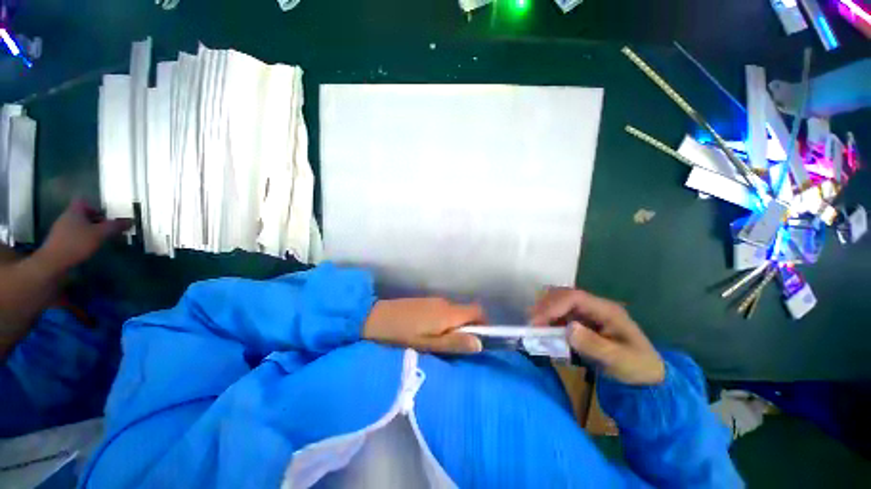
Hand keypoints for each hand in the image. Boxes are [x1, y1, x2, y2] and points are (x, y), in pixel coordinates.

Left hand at [36, 199, 132, 272]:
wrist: (53, 262)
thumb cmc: (77, 243)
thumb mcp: (100, 234)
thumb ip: (115, 226)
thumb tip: (131, 221)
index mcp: (74, 211)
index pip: (83, 201)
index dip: (94, 206)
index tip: (105, 216)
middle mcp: (66, 217)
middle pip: (81, 214)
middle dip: (95, 220)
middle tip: (107, 229)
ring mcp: (60, 230)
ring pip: (78, 226)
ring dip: (89, 231)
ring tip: (100, 240)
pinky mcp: (59, 242)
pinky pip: (73, 236)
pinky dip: (82, 240)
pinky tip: (88, 248)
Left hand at [363, 298, 485, 353]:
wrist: (374, 318)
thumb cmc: (401, 335)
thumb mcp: (428, 345)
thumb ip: (454, 343)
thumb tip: (479, 343)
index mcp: (448, 313)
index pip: (477, 310)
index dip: (484, 323)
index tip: (482, 340)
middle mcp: (444, 303)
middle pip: (466, 312)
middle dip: (469, 328)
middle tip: (460, 348)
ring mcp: (433, 300)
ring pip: (454, 312)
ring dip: (456, 326)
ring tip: (443, 344)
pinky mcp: (424, 302)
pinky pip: (442, 310)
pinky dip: (445, 321)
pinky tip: (430, 333)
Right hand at [530, 288, 664, 385]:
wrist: (646, 378)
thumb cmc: (636, 368)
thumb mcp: (619, 360)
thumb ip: (594, 345)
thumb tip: (569, 328)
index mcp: (606, 310)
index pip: (575, 298)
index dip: (553, 305)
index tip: (537, 320)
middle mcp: (595, 307)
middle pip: (564, 296)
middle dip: (545, 306)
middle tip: (531, 322)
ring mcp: (588, 314)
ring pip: (560, 303)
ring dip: (546, 312)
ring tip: (535, 326)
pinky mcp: (583, 322)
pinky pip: (562, 315)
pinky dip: (550, 320)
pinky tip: (545, 330)